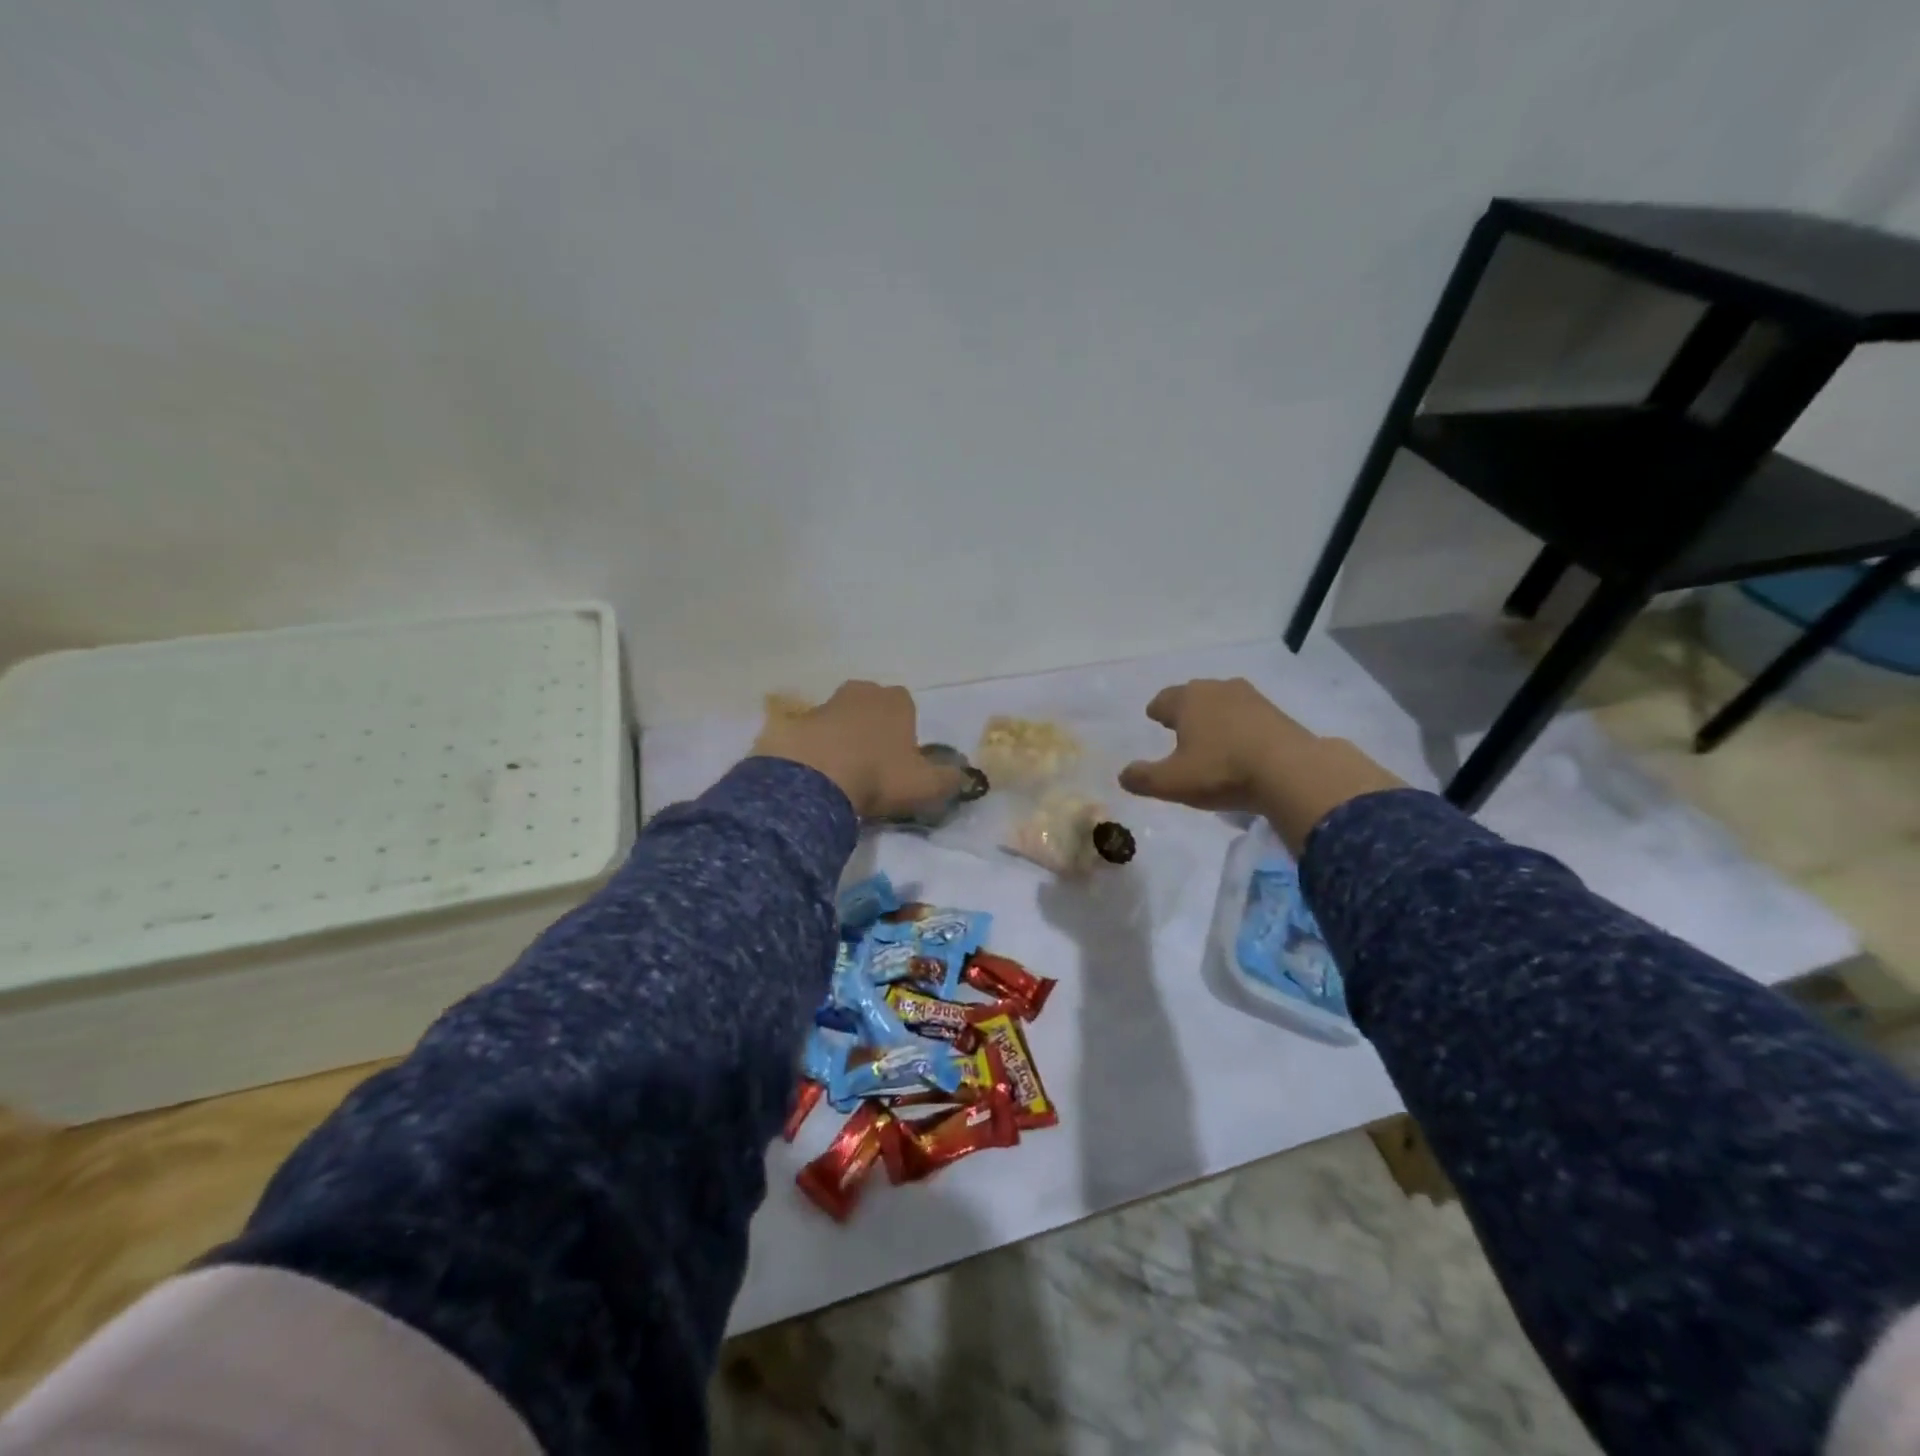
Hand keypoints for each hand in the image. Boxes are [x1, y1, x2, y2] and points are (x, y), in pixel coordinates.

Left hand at [754, 681, 960, 820]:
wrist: (813, 781)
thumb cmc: (879, 776)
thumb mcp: (926, 785)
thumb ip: (949, 779)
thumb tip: (962, 776)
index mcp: (896, 700)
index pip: (907, 708)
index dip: (906, 734)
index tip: (901, 762)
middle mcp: (861, 692)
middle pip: (872, 708)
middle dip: (873, 730)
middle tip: (872, 766)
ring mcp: (823, 704)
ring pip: (839, 720)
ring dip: (841, 739)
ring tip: (841, 775)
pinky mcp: (792, 723)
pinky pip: (810, 737)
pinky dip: (813, 751)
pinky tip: (814, 777)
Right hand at [1118, 678, 1400, 851]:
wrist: (1291, 771)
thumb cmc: (1221, 771)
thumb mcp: (1172, 783)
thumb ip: (1143, 778)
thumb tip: (1123, 775)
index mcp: (1187, 700)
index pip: (1163, 699)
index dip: (1156, 710)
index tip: (1154, 717)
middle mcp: (1217, 689)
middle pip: (1194, 695)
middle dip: (1185, 708)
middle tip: (1179, 725)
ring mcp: (1251, 698)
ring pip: (1223, 702)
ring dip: (1215, 715)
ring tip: (1211, 735)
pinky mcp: (1277, 713)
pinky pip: (1248, 716)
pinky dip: (1240, 726)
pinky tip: (1241, 744)